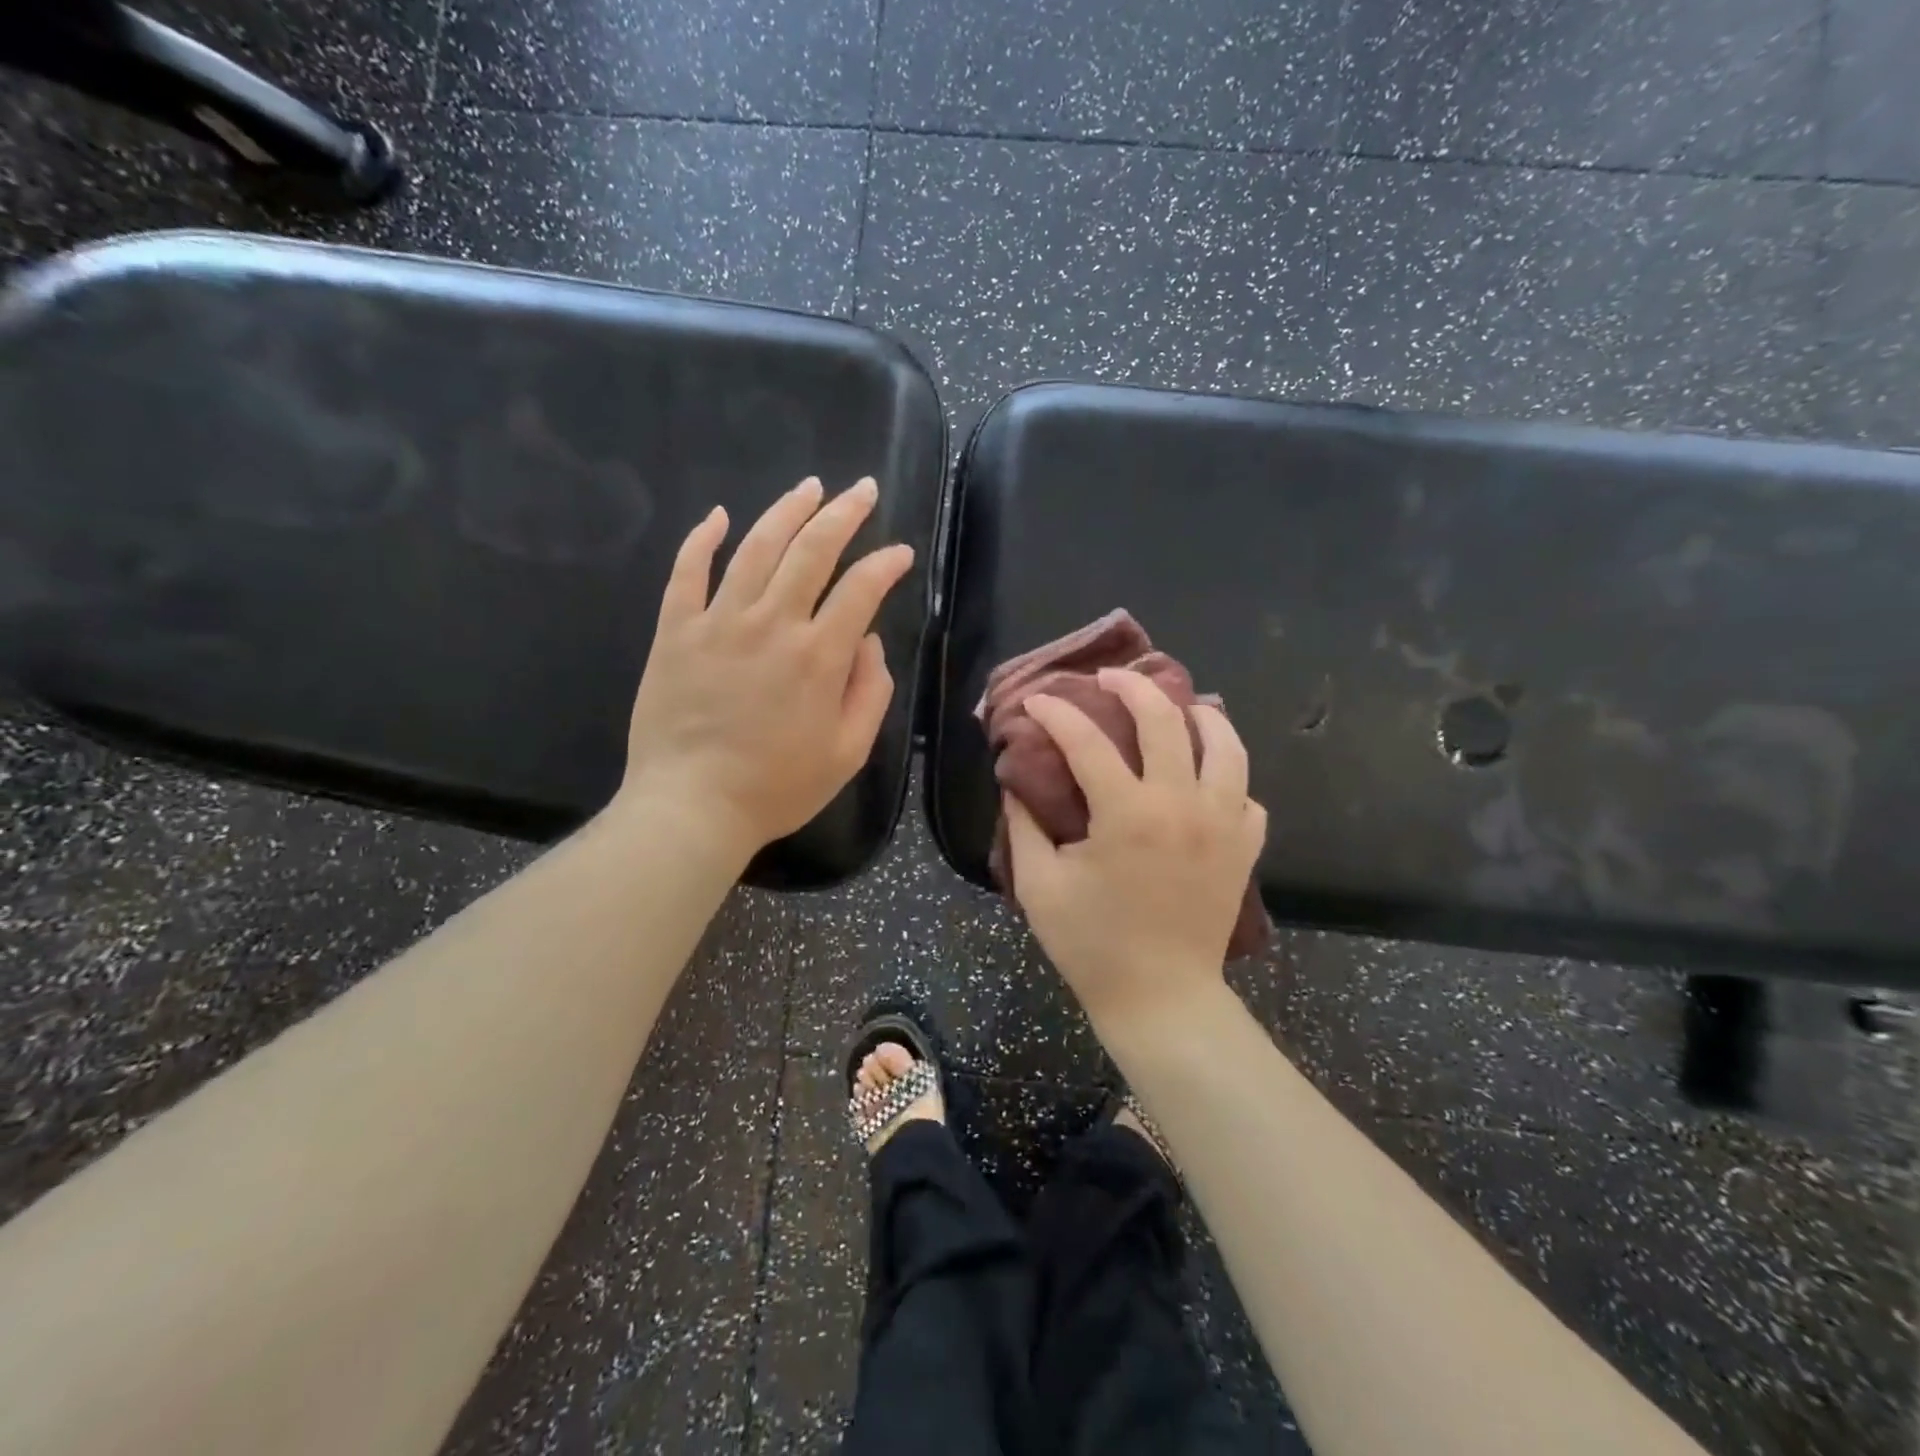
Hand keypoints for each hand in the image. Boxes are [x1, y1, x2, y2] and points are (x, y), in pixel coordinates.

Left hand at [617, 476, 914, 856]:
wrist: (691, 807)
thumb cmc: (778, 787)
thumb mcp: (848, 752)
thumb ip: (871, 692)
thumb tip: (867, 641)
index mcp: (819, 655)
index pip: (861, 589)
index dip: (886, 564)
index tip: (900, 553)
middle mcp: (772, 623)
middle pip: (812, 550)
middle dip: (843, 514)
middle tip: (861, 490)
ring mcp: (718, 621)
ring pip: (755, 547)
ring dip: (786, 511)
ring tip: (808, 487)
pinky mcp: (675, 631)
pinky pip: (686, 571)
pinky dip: (701, 538)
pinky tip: (718, 515)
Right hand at [1005, 668, 1266, 1032]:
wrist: (1160, 997)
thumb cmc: (1092, 945)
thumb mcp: (1039, 885)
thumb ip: (1022, 826)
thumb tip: (1015, 783)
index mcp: (1126, 813)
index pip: (1086, 740)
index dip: (1055, 712)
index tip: (1036, 701)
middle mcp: (1182, 804)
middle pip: (1165, 719)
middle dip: (1131, 686)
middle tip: (1108, 679)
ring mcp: (1222, 824)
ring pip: (1226, 744)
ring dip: (1200, 715)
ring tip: (1179, 708)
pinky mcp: (1245, 848)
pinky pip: (1246, 794)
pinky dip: (1227, 777)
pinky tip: (1206, 779)